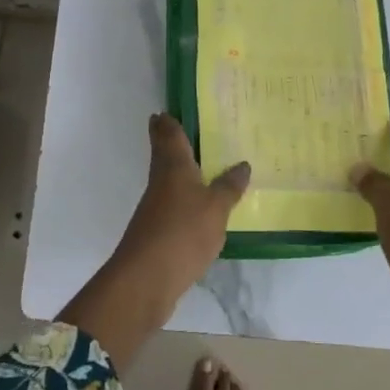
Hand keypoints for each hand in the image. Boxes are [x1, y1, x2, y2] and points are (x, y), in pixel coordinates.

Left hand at [113, 113, 249, 308]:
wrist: (146, 279)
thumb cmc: (183, 232)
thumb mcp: (216, 208)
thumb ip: (229, 187)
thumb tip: (242, 164)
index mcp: (174, 167)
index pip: (168, 135)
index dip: (167, 122)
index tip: (166, 110)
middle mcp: (161, 182)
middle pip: (163, 155)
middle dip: (170, 142)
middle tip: (185, 130)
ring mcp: (155, 208)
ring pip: (168, 180)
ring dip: (179, 171)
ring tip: (202, 165)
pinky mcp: (156, 232)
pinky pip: (172, 205)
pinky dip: (184, 199)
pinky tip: (198, 206)